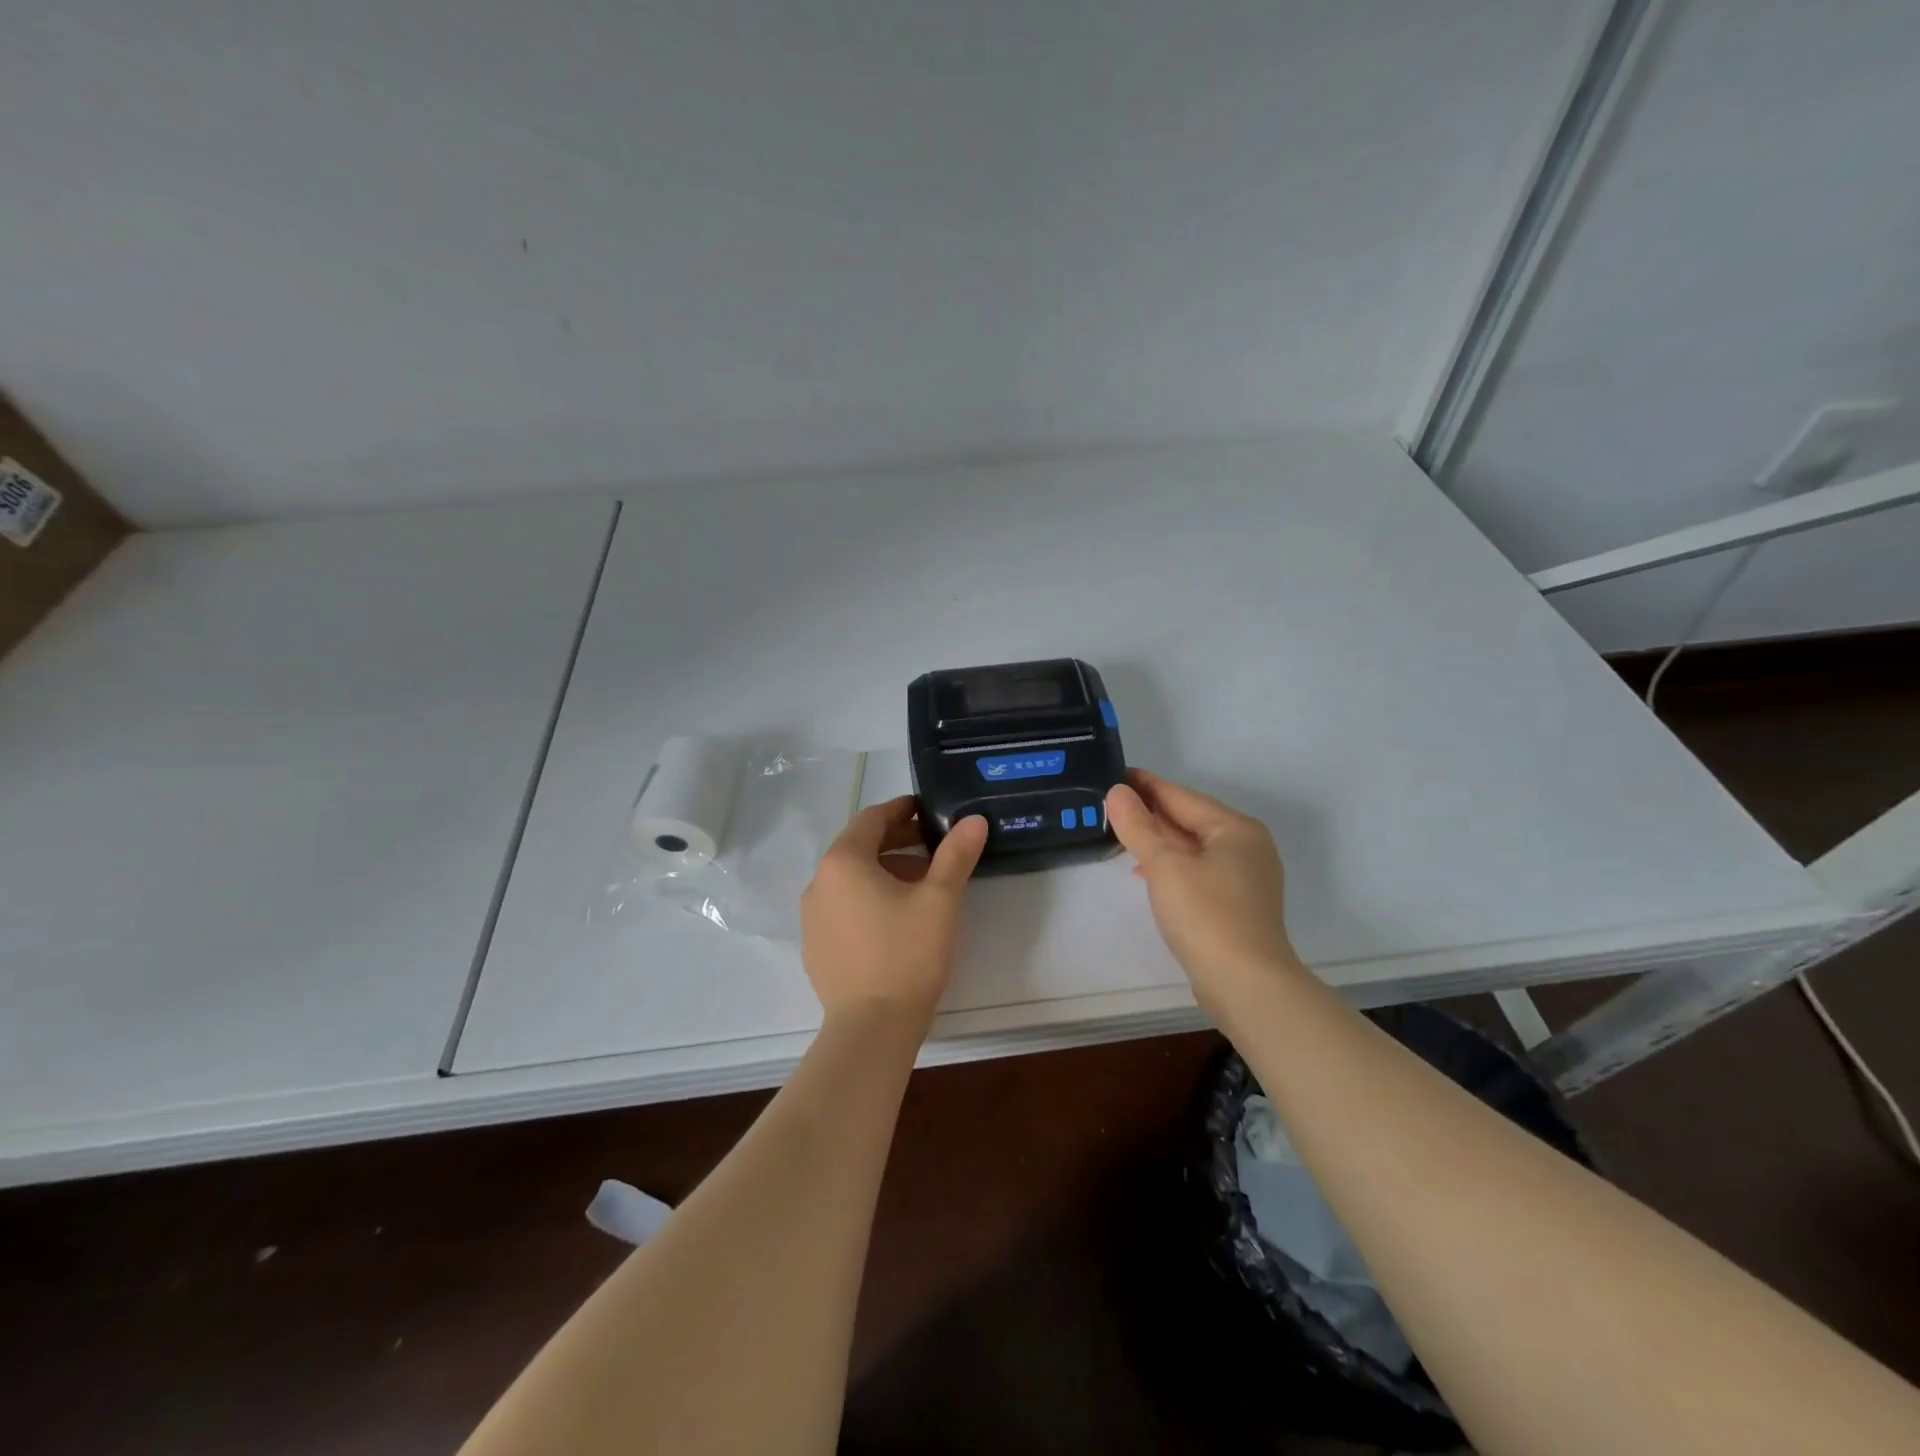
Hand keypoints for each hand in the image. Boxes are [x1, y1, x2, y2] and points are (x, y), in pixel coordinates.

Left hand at [800, 797, 988, 1034]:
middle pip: (859, 847)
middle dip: (896, 841)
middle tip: (932, 845)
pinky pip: (842, 907)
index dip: (901, 810)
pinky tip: (896, 920)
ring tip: (921, 884)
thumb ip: (956, 854)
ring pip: (851, 879)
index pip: (871, 819)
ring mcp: (812, 917)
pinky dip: (868, 898)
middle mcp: (819, 882)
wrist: (871, 1028)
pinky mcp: (815, 946)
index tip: (927, 810)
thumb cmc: (907, 954)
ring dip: (884, 871)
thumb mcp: (940, 899)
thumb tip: (973, 820)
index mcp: (843, 862)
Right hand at [1105, 769, 1304, 1022]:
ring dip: (1160, 840)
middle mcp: (1247, 846)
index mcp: (1235, 828)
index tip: (1116, 775)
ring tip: (1123, 835)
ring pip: (1194, 847)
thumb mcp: (1164, 865)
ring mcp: (1246, 877)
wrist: (1247, 985)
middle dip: (1152, 813)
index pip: (1181, 797)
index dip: (1146, 786)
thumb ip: (1138, 826)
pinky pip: (1199, 870)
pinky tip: (1147, 872)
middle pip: (1190, 820)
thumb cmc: (1206, 915)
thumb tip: (1118, 792)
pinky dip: (1173, 865)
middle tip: (1112, 804)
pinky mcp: (1238, 904)